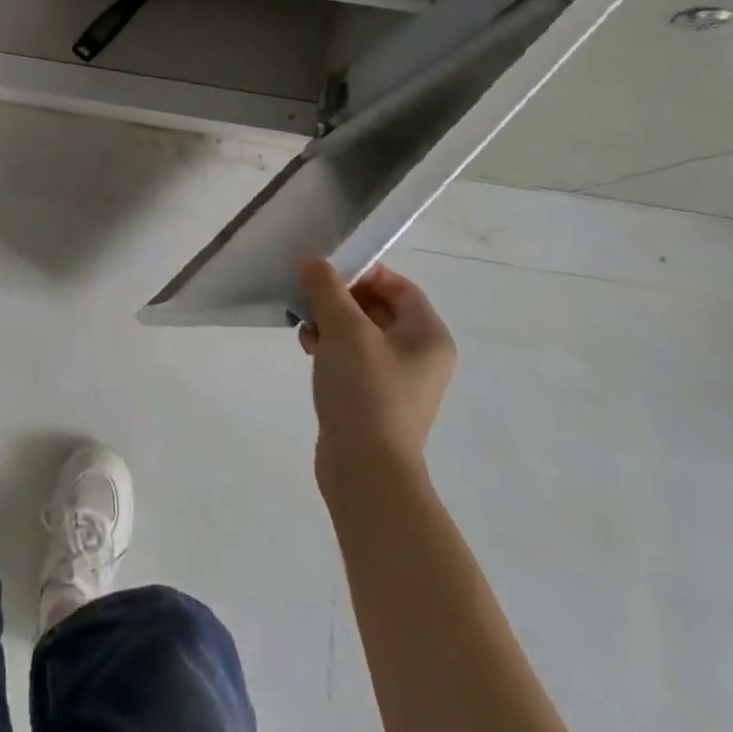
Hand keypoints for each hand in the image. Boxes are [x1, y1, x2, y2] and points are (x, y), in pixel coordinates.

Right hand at [299, 260, 455, 495]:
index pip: (399, 286)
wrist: (366, 469)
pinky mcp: (375, 398)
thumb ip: (328, 290)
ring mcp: (398, 380)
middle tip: (308, 298)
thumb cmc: (365, 391)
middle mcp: (420, 355)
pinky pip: (354, 359)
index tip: (326, 273)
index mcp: (428, 335)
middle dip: (339, 299)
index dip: (363, 273)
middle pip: (378, 308)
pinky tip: (309, 350)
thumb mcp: (344, 330)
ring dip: (331, 323)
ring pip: (361, 333)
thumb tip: (315, 262)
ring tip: (304, 328)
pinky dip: (332, 348)